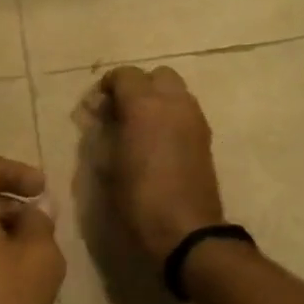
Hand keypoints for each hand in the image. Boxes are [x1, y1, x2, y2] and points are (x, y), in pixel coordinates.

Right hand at [93, 66, 226, 260]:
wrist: (186, 229)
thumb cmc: (138, 198)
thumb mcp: (107, 165)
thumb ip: (101, 132)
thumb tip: (99, 116)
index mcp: (144, 104)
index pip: (124, 75)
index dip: (108, 86)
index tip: (97, 108)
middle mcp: (173, 101)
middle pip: (156, 75)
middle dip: (138, 87)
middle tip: (121, 112)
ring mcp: (194, 117)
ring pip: (175, 90)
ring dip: (157, 99)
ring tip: (140, 126)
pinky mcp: (205, 135)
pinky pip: (186, 110)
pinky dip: (171, 114)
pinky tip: (159, 140)